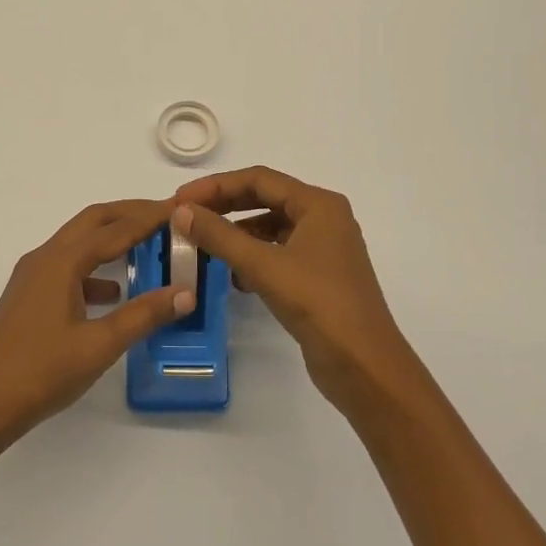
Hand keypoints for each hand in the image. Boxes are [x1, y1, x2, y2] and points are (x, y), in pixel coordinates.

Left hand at [0, 199, 193, 445]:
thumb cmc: (42, 372)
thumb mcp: (100, 345)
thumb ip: (144, 315)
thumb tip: (186, 292)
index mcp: (62, 261)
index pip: (115, 229)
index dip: (150, 217)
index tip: (180, 208)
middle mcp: (45, 257)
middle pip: (93, 221)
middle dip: (129, 214)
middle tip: (166, 216)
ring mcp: (32, 276)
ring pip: (78, 242)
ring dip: (111, 238)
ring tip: (146, 246)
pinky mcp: (28, 296)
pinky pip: (67, 267)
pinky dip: (94, 268)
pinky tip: (113, 292)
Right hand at [172, 167, 416, 415]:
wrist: (364, 366)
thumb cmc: (318, 304)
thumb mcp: (264, 266)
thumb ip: (220, 236)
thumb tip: (181, 212)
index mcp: (318, 204)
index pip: (259, 179)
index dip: (216, 186)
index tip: (180, 200)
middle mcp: (323, 218)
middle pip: (265, 199)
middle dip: (224, 207)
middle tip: (186, 218)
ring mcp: (323, 248)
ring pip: (270, 228)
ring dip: (236, 234)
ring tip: (203, 247)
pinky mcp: (318, 276)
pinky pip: (277, 253)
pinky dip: (253, 258)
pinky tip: (233, 277)